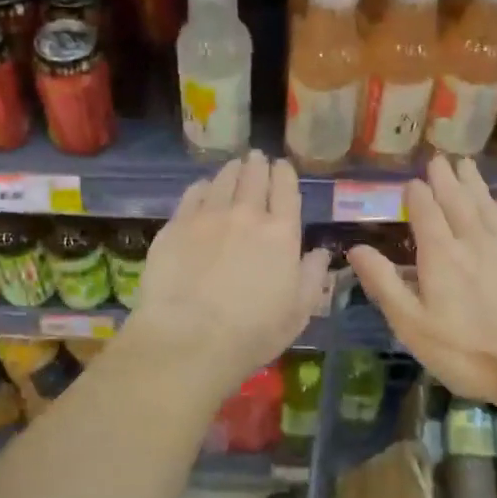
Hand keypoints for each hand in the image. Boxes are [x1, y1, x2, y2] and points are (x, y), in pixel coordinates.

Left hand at [122, 151, 330, 399]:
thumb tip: (320, 253)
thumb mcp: (297, 313)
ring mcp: (208, 216)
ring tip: (234, 167)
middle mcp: (246, 214)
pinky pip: (193, 193)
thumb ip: (311, 277)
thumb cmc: (252, 333)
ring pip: (223, 179)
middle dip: (258, 164)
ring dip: (232, 170)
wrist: (190, 338)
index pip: (286, 189)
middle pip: (254, 177)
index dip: (284, 174)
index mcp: (281, 233)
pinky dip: (203, 186)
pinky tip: (204, 188)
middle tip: (256, 159)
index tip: (281, 166)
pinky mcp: (176, 225)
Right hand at [347, 156, 496, 418]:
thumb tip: (357, 249)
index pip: (425, 212)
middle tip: (438, 159)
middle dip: (445, 179)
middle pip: (457, 201)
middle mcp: (474, 240)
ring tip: (466, 165)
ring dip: (473, 184)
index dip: (417, 195)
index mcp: (440, 255)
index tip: (411, 182)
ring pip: (487, 204)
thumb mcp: (414, 326)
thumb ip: (385, 284)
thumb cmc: (471, 353)